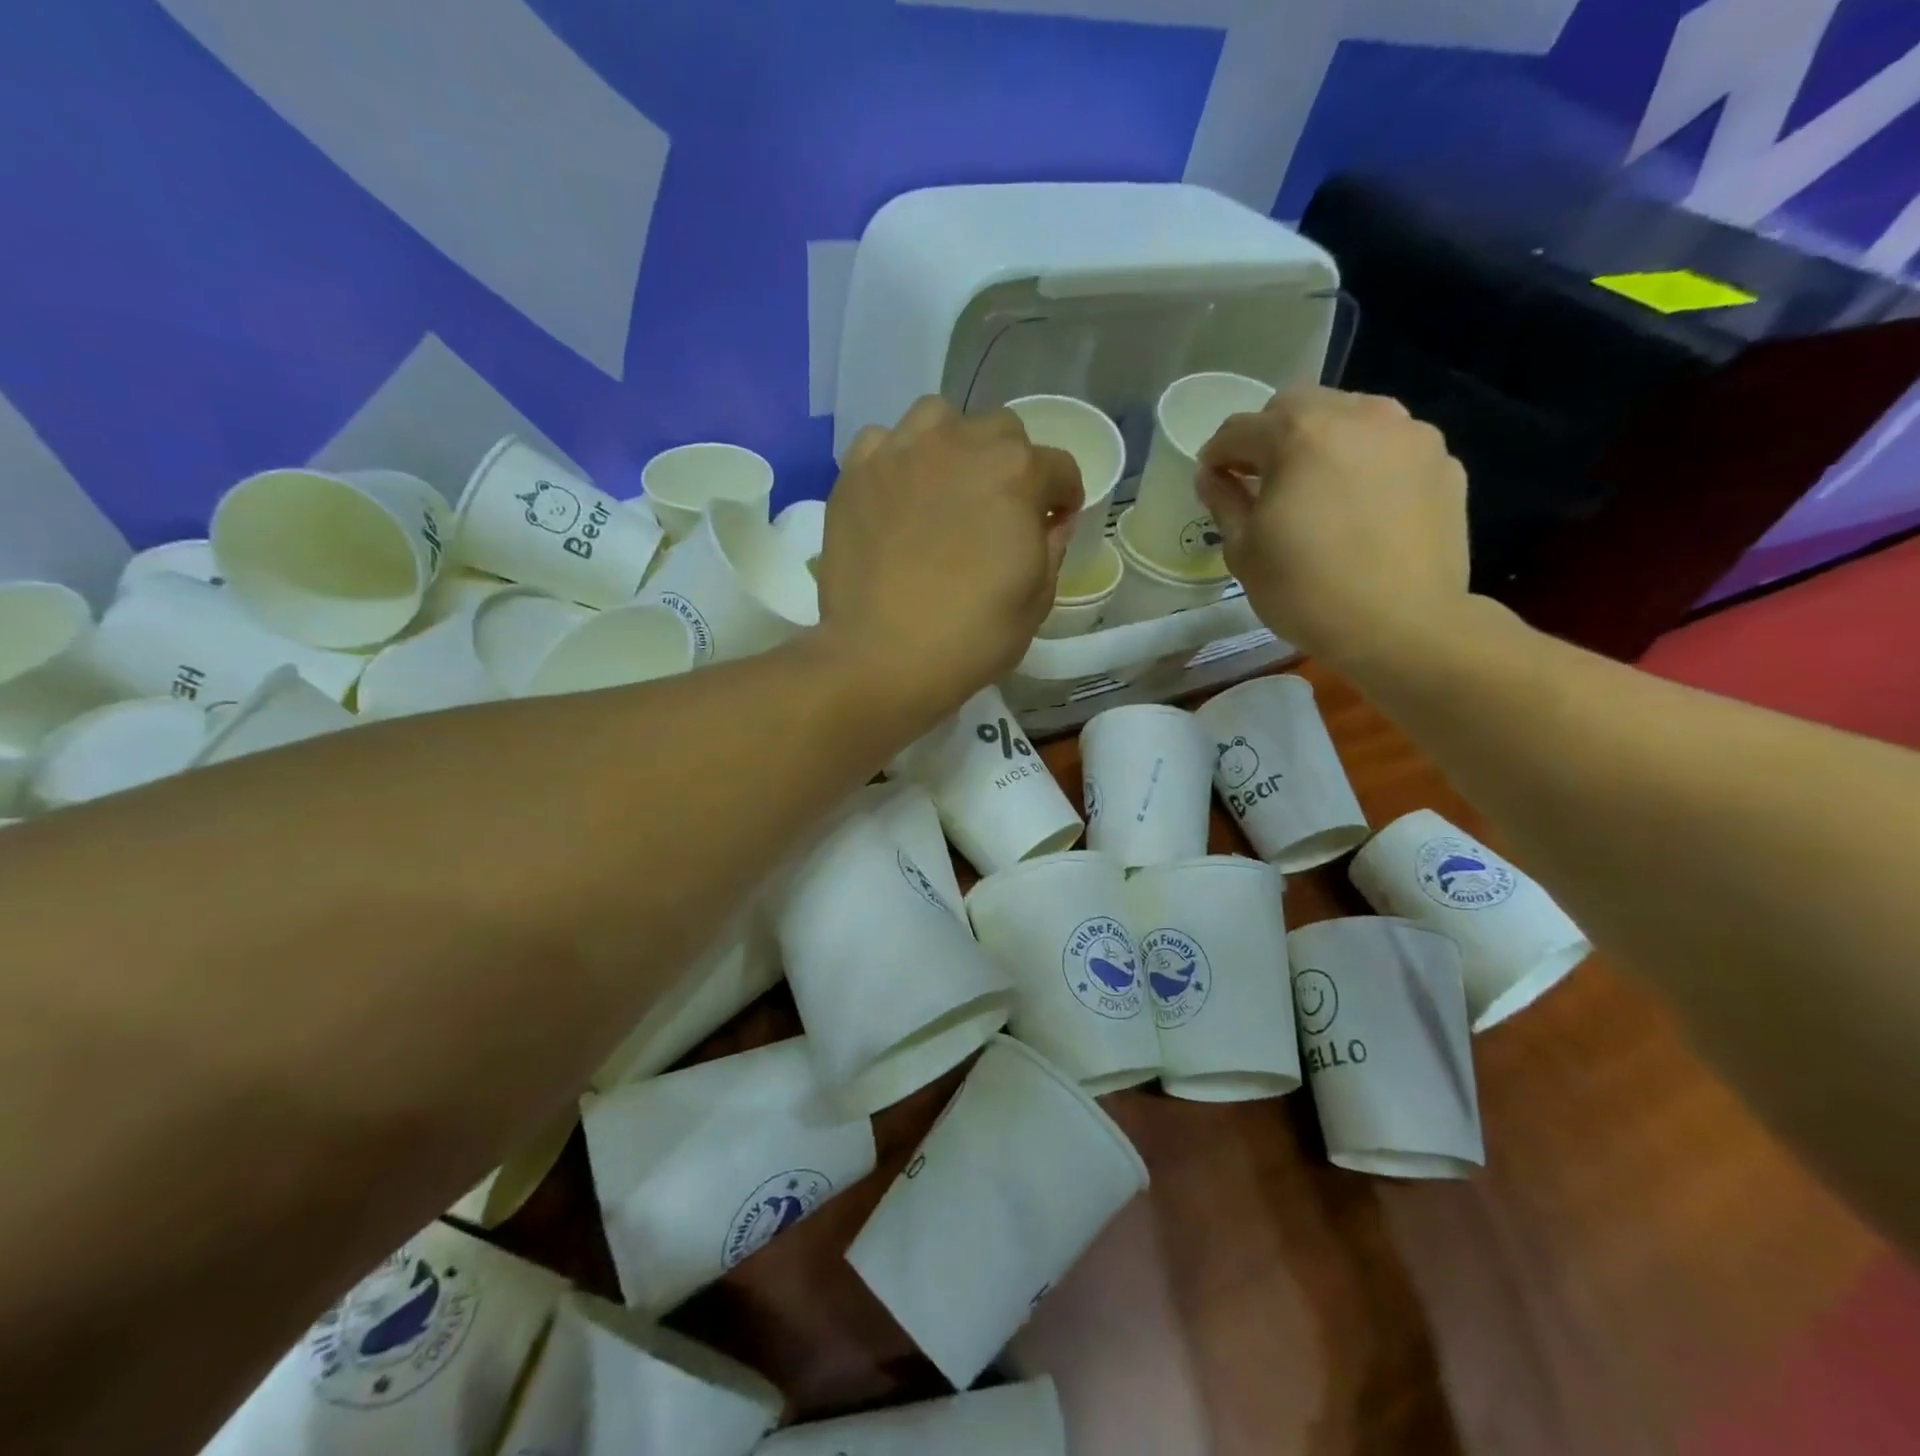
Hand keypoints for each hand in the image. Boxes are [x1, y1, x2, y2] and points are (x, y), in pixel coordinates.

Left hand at [815, 397, 1083, 730]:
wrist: (882, 657)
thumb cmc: (972, 635)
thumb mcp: (1037, 599)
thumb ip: (1052, 547)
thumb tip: (1051, 521)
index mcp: (1017, 473)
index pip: (1059, 468)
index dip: (1064, 498)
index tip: (1054, 523)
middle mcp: (961, 443)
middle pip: (1002, 431)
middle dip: (1012, 466)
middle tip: (999, 510)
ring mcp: (902, 452)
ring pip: (940, 419)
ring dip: (955, 445)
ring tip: (947, 487)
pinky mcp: (856, 472)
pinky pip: (885, 442)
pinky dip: (898, 460)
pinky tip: (898, 495)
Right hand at [1197, 386, 1469, 666]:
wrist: (1403, 626)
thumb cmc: (1307, 591)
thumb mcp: (1244, 551)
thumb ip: (1224, 502)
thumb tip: (1213, 477)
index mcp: (1299, 434)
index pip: (1240, 428)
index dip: (1217, 454)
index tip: (1212, 480)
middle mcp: (1358, 415)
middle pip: (1298, 406)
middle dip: (1270, 436)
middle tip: (1261, 480)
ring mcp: (1409, 434)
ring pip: (1351, 417)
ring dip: (1322, 442)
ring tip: (1315, 487)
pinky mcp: (1443, 461)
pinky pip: (1389, 447)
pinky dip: (1365, 464)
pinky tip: (1360, 506)